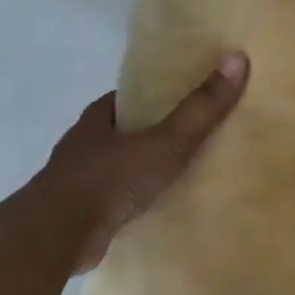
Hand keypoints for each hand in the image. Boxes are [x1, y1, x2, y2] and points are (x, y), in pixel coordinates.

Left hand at [33, 53, 248, 273]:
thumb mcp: (166, 141)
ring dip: (138, 171)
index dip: (149, 98)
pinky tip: (155, 211)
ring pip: (114, 169)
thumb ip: (201, 108)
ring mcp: (76, 184)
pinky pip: (113, 203)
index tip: (177, 100)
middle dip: (146, 135)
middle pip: (119, 134)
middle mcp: (82, 148)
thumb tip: (238, 58)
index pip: (123, 100)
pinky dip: (131, 204)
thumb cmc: (110, 179)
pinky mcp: (78, 217)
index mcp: (96, 121)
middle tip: (187, 138)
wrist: (56, 237)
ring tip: (178, 176)